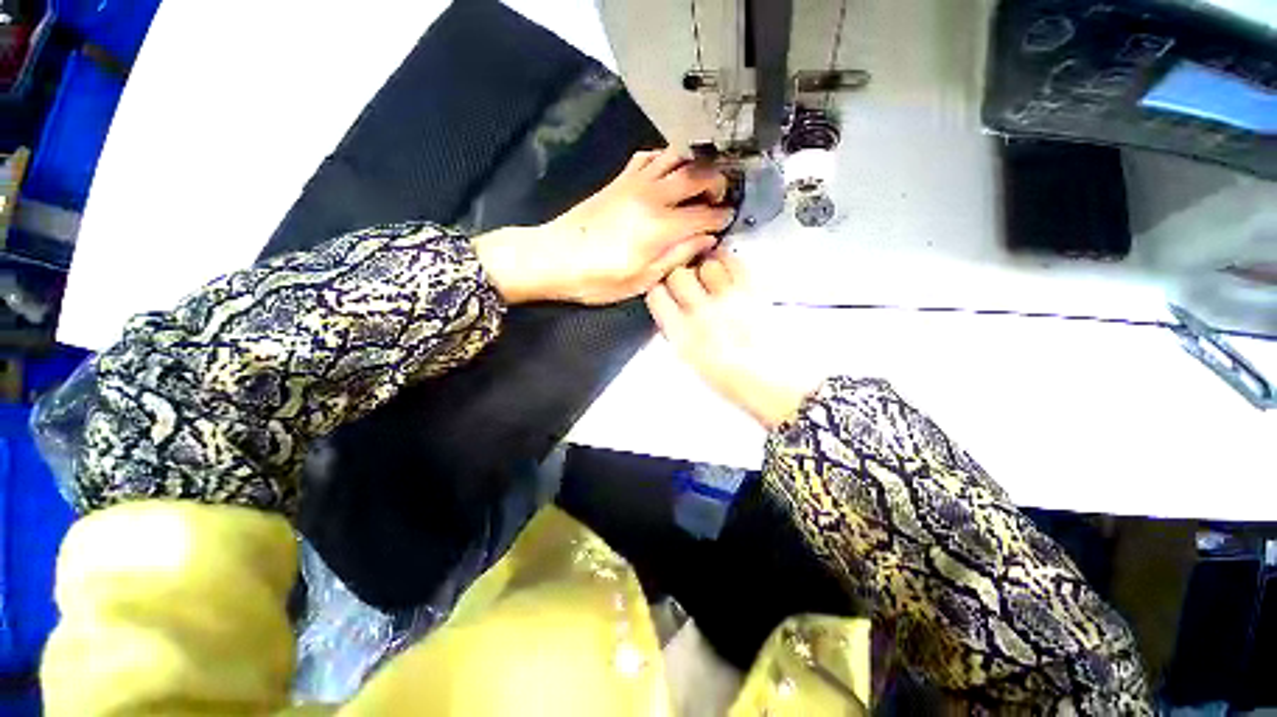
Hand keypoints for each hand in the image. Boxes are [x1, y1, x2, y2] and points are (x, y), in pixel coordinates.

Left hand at [473, 149, 732, 304]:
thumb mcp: (641, 280)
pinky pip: (648, 157)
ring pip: (675, 157)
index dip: (721, 216)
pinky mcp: (619, 180)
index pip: (704, 214)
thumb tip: (706, 240)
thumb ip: (677, 257)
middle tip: (721, 197)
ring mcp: (634, 183)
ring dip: (695, 164)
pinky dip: (665, 159)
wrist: (553, 257)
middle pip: (697, 175)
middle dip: (717, 182)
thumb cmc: (597, 278)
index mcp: (660, 227)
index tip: (728, 220)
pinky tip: (668, 173)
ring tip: (701, 181)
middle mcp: (652, 197)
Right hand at [645, 250, 819, 429]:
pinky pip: (734, 262)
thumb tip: (671, 310)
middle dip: (680, 276)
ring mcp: (728, 301)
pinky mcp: (753, 292)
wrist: (774, 383)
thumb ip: (677, 331)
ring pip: (706, 264)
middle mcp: (702, 315)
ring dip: (705, 268)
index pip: (657, 295)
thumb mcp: (692, 361)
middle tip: (688, 283)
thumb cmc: (734, 380)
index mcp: (683, 337)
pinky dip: (728, 260)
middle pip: (678, 275)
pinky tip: (729, 268)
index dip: (659, 291)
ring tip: (712, 277)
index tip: (665, 291)